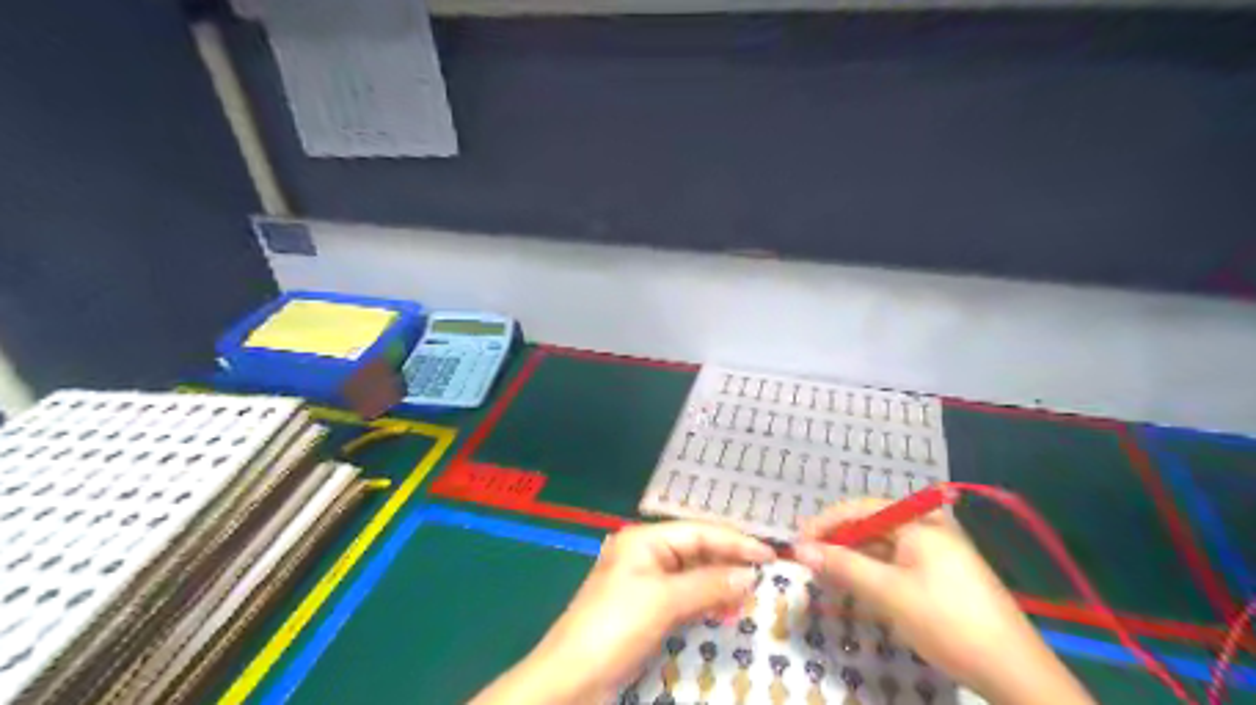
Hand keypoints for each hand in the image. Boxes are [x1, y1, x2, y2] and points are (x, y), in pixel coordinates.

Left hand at [471, 517, 771, 704]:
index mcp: (643, 540)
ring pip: (691, 574)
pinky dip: (704, 601)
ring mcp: (643, 582)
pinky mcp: (644, 608)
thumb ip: (708, 585)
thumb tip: (749, 575)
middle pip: (695, 550)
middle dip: (729, 561)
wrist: (571, 679)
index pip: (698, 532)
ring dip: (719, 583)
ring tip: (751, 594)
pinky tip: (724, 610)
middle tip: (766, 574)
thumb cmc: (616, 626)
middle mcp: (644, 554)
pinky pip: (682, 596)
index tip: (770, 554)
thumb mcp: (664, 601)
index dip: (735, 541)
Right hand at [798, 497, 1094, 700]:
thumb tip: (799, 549)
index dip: (825, 523)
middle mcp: (929, 528)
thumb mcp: (888, 593)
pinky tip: (859, 587)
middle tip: (808, 560)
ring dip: (854, 558)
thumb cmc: (947, 622)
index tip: (797, 542)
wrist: (1015, 673)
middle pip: (871, 524)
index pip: (860, 508)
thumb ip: (842, 565)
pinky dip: (874, 572)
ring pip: (883, 546)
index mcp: (919, 522)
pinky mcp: (944, 575)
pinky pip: (898, 563)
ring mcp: (939, 552)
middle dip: (838, 541)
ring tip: (826, 574)